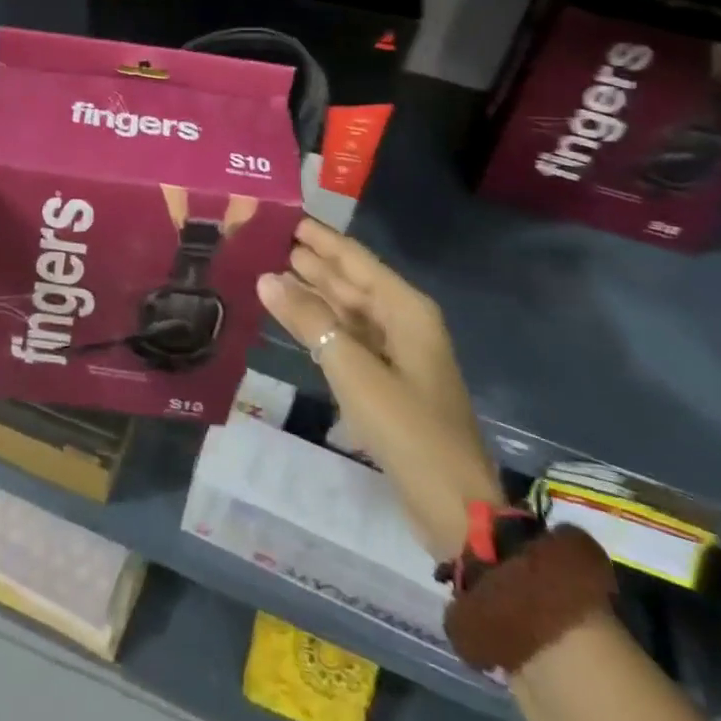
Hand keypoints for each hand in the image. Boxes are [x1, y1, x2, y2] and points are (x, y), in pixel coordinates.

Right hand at [257, 220, 500, 556]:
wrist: (453, 504)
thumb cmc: (406, 428)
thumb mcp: (353, 371)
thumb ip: (310, 321)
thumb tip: (268, 279)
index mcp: (405, 309)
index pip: (355, 259)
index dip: (321, 238)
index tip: (287, 216)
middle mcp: (403, 322)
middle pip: (352, 281)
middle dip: (313, 262)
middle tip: (270, 240)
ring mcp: (397, 353)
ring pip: (348, 311)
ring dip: (314, 293)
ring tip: (274, 272)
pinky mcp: (388, 380)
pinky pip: (349, 338)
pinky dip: (322, 327)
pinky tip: (296, 320)